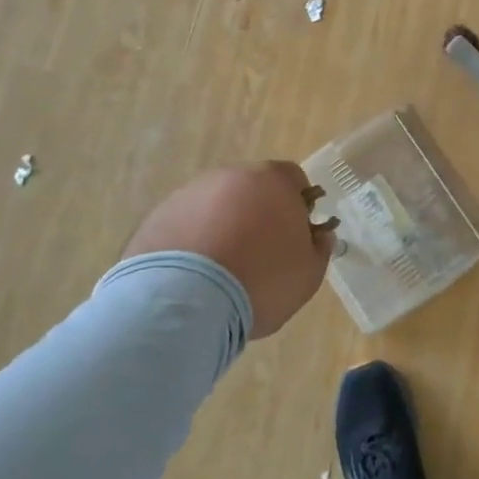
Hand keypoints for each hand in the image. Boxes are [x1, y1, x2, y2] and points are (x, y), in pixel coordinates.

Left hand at [125, 161, 334, 337]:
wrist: (184, 302)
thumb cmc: (260, 281)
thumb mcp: (308, 274)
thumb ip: (319, 248)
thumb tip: (320, 235)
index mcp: (272, 181)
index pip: (293, 179)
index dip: (298, 205)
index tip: (295, 235)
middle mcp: (230, 176)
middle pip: (251, 189)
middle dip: (258, 214)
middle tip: (260, 254)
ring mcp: (189, 194)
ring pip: (215, 205)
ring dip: (223, 227)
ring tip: (222, 271)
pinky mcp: (157, 217)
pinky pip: (185, 225)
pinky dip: (192, 242)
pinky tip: (193, 277)